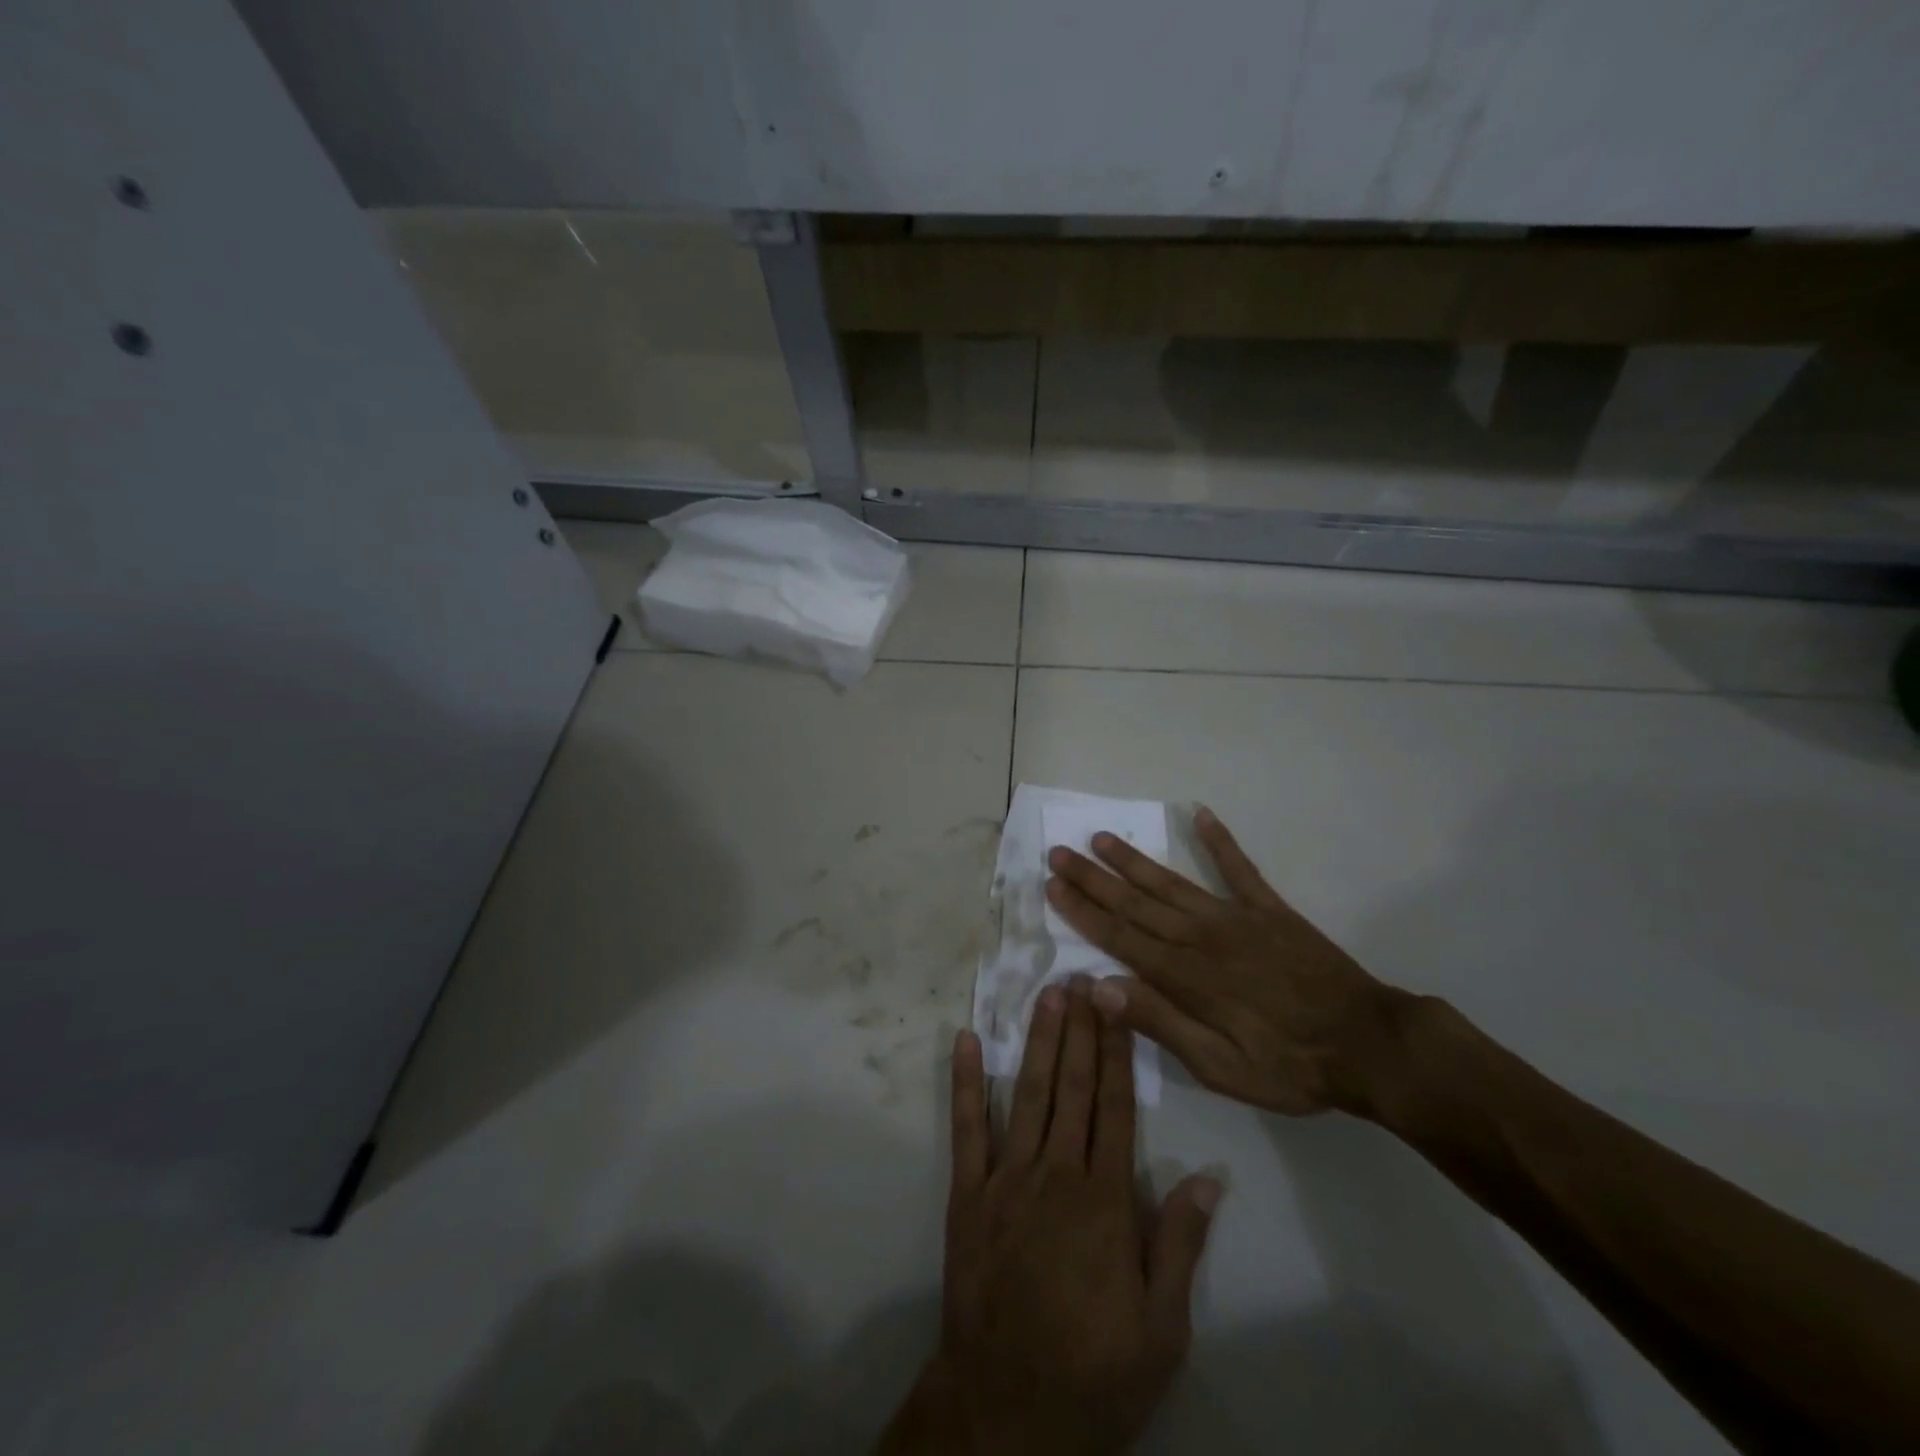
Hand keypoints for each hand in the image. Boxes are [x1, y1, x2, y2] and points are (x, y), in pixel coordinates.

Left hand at [882, 983, 1220, 1454]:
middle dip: (1081, 1030)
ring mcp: (1007, 1179)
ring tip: (1046, 995)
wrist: (1006, 1411)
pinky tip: (965, 1041)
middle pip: (1073, 1088)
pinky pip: (968, 1129)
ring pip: (1027, 1094)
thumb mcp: (1161, 1331)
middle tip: (1083, 978)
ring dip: (1037, 1041)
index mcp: (1105, 1200)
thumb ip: (1179, 1246)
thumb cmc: (1093, 1372)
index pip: (1116, 1107)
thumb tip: (1208, 1179)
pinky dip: (965, 1082)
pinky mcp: (968, 1194)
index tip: (1116, 1005)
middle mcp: (1056, 1174)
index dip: (1117, 1052)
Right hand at [1044, 807, 1415, 1117]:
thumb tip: (1099, 987)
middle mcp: (1202, 936)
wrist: (1369, 1046)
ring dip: (1133, 860)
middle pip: (1135, 903)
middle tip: (1059, 852)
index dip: (1083, 911)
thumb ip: (1159, 1023)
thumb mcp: (1219, 1067)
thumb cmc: (1289, 1066)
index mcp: (1186, 976)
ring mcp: (1236, 917)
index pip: (1120, 937)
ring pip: (1171, 883)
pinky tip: (1200, 814)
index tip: (1052, 885)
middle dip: (1093, 878)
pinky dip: (1219, 841)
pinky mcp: (1269, 910)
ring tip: (1101, 837)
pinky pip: (1239, 868)